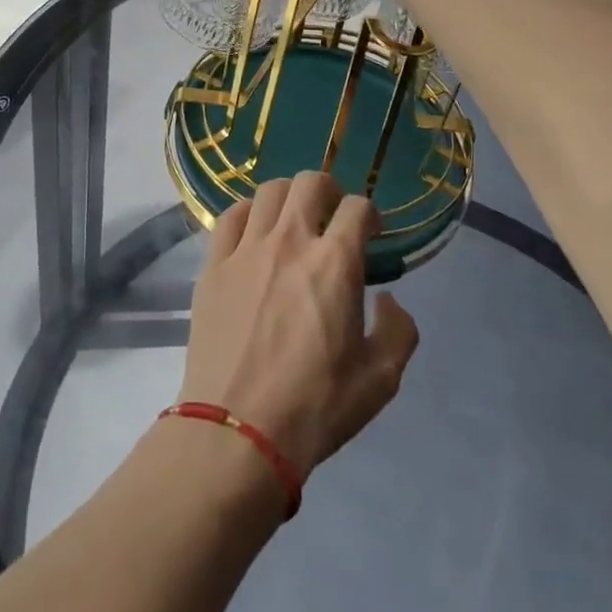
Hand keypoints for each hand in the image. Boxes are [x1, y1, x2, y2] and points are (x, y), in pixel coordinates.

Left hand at [179, 172, 420, 480]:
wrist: (237, 430)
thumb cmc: (315, 406)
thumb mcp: (381, 379)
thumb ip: (398, 330)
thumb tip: (387, 299)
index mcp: (335, 262)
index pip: (357, 207)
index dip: (369, 214)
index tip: (369, 232)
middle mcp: (290, 241)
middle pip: (310, 182)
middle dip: (329, 191)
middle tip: (331, 216)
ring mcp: (246, 249)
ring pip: (268, 191)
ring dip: (288, 198)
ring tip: (291, 221)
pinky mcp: (213, 264)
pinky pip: (229, 216)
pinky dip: (247, 214)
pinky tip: (252, 234)